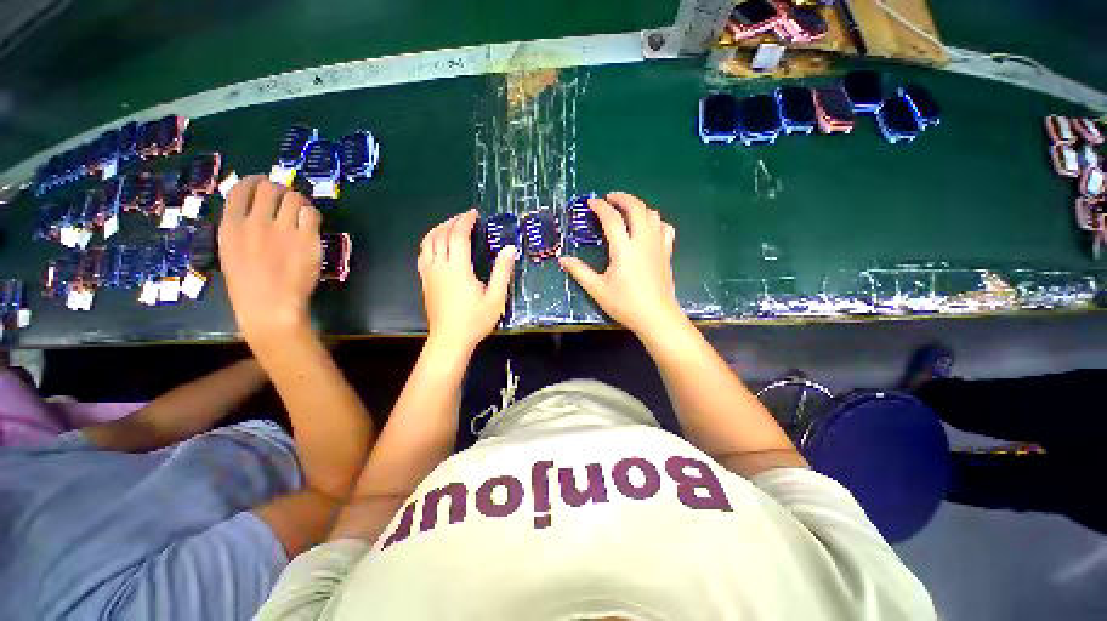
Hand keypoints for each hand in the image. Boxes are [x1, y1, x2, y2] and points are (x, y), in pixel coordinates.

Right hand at [218, 176, 322, 344]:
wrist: (271, 304)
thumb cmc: (248, 284)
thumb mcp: (230, 250)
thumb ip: (240, 227)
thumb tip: (255, 210)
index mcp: (231, 225)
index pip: (242, 188)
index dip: (255, 181)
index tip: (262, 182)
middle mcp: (256, 222)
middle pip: (270, 188)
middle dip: (279, 188)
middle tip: (285, 196)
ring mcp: (283, 230)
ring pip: (294, 197)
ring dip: (297, 200)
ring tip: (299, 210)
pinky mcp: (307, 239)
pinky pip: (312, 214)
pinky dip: (312, 213)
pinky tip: (310, 221)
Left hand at [418, 209, 515, 353]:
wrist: (450, 340)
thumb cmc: (475, 320)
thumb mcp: (495, 298)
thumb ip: (502, 272)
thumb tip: (510, 249)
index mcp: (458, 268)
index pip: (458, 235)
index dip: (465, 221)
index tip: (473, 214)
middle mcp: (440, 266)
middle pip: (441, 235)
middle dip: (452, 222)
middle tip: (465, 217)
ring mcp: (429, 273)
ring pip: (427, 242)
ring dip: (438, 229)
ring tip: (449, 225)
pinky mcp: (425, 281)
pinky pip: (422, 254)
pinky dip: (429, 242)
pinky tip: (436, 245)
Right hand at [559, 192, 682, 337]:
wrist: (656, 317)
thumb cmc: (625, 304)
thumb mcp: (597, 289)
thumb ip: (579, 271)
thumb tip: (563, 259)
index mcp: (624, 248)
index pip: (612, 218)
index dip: (600, 207)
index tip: (591, 202)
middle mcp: (643, 241)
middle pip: (636, 208)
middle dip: (623, 198)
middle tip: (610, 198)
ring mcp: (658, 246)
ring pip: (653, 215)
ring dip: (639, 207)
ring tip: (627, 211)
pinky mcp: (666, 253)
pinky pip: (665, 228)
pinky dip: (655, 221)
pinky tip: (648, 227)